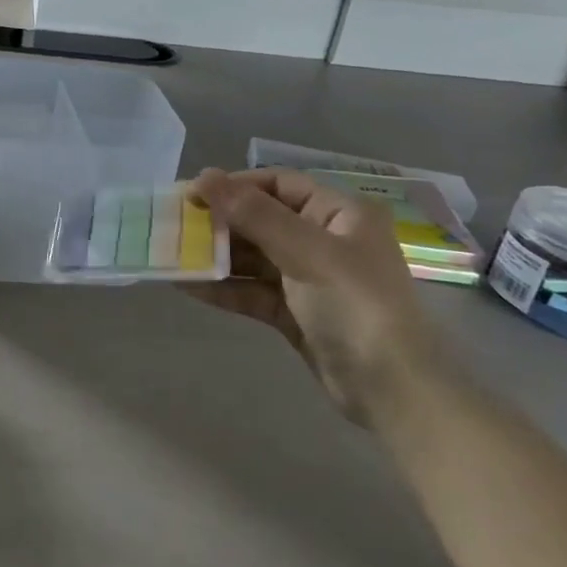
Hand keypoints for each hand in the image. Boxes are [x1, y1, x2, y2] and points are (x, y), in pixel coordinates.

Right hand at [187, 169, 441, 424]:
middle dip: (219, 224)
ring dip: (216, 257)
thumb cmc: (355, 305)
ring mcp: (309, 278)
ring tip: (173, 256)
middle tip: (175, 227)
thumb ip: (253, 214)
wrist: (393, 390)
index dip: (234, 186)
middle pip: (262, 220)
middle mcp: (325, 239)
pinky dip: (223, 288)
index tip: (191, 195)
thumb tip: (204, 176)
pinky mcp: (295, 312)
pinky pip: (252, 290)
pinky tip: (188, 286)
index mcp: (340, 213)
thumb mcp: (305, 252)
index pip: (278, 185)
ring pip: (253, 257)